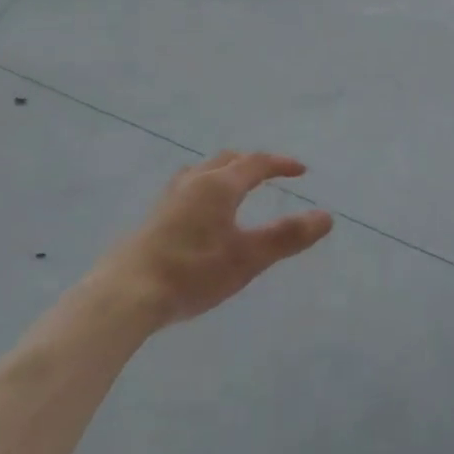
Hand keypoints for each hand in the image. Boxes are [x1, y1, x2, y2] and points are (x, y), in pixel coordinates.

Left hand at [98, 151, 332, 327]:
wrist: (127, 292)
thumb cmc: (193, 271)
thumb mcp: (248, 258)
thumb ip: (287, 237)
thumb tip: (326, 216)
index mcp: (219, 185)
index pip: (256, 163)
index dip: (281, 165)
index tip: (301, 170)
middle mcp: (193, 182)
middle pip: (227, 160)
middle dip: (252, 164)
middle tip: (270, 175)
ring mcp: (169, 198)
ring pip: (203, 172)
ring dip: (225, 173)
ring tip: (236, 189)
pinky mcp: (154, 216)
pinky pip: (188, 188)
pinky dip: (207, 188)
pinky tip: (202, 215)